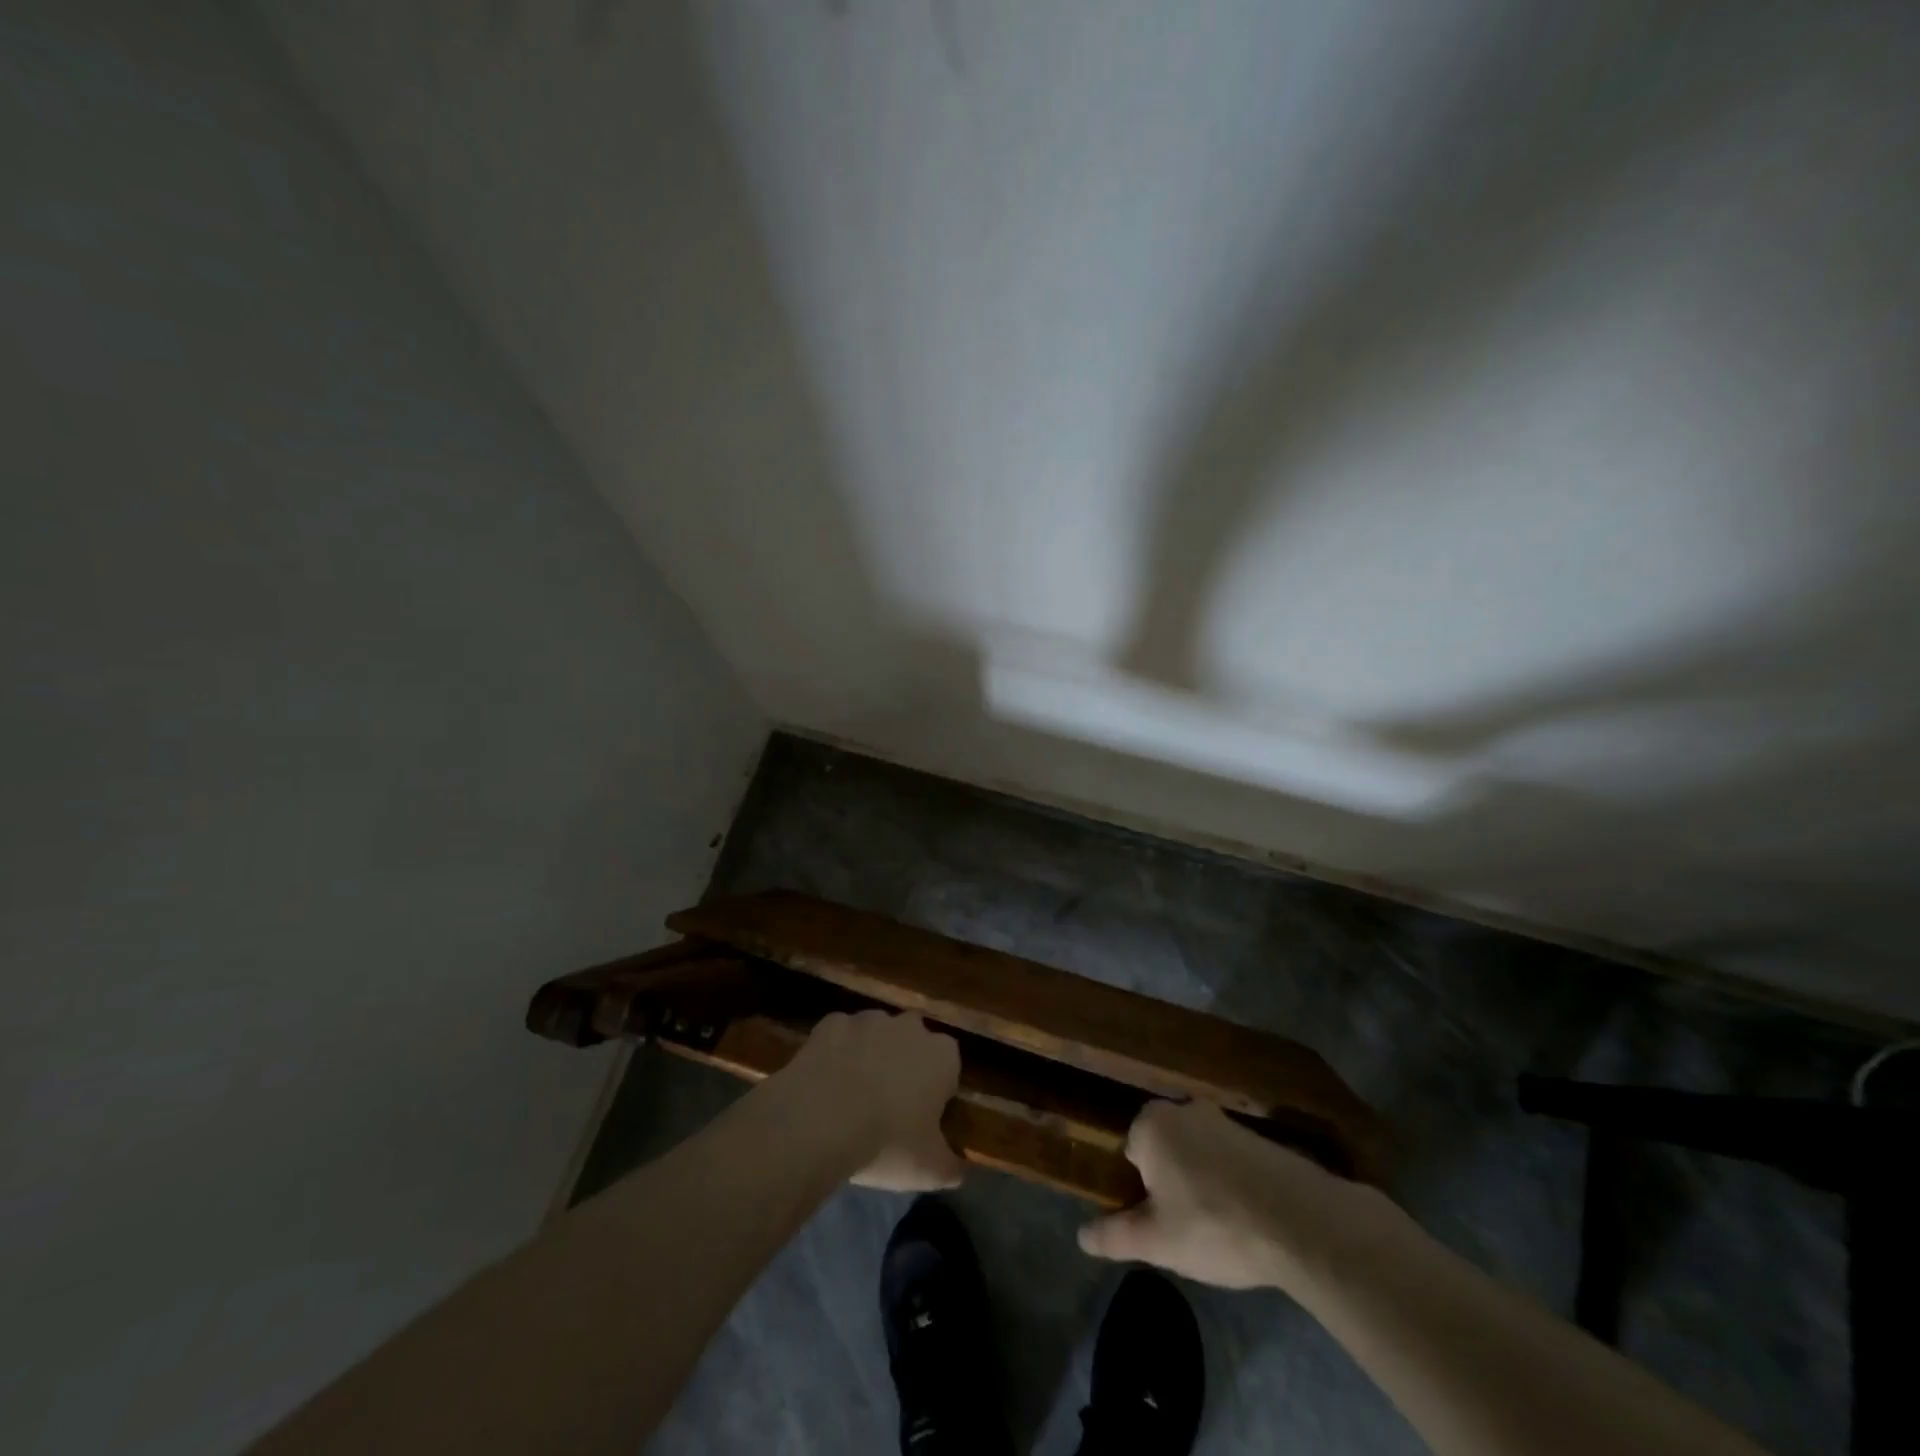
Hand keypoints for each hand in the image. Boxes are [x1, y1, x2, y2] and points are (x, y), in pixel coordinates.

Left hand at [779, 1009, 965, 1191]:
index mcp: (942, 1055)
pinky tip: (825, 1083)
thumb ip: (952, 1166)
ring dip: (870, 1055)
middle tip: (888, 1105)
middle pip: (913, 1042)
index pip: (949, 1066)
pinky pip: (839, 1036)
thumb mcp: (930, 1170)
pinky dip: (836, 1053)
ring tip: (852, 1096)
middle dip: (904, 1065)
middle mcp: (910, 1026)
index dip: (936, 1091)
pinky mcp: (831, 1022)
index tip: (922, 1118)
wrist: (820, 1122)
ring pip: (875, 1033)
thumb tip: (959, 1170)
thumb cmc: (886, 1143)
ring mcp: (868, 1019)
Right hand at [1078, 1100, 1399, 1292]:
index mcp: (1152, 1123)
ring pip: (1199, 1155)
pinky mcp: (1261, 1138)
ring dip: (1202, 1185)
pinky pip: (1231, 1161)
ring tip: (1219, 1230)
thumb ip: (1115, 1235)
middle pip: (1165, 1150)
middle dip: (1169, 1184)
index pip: (1130, 1153)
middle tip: (1184, 1229)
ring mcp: (1226, 1120)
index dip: (1138, 1191)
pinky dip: (1232, 1185)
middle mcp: (1185, 1109)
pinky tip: (1247, 1221)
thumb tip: (1081, 1235)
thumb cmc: (1213, 1224)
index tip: (1155, 1222)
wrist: (1301, 1221)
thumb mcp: (1156, 1241)